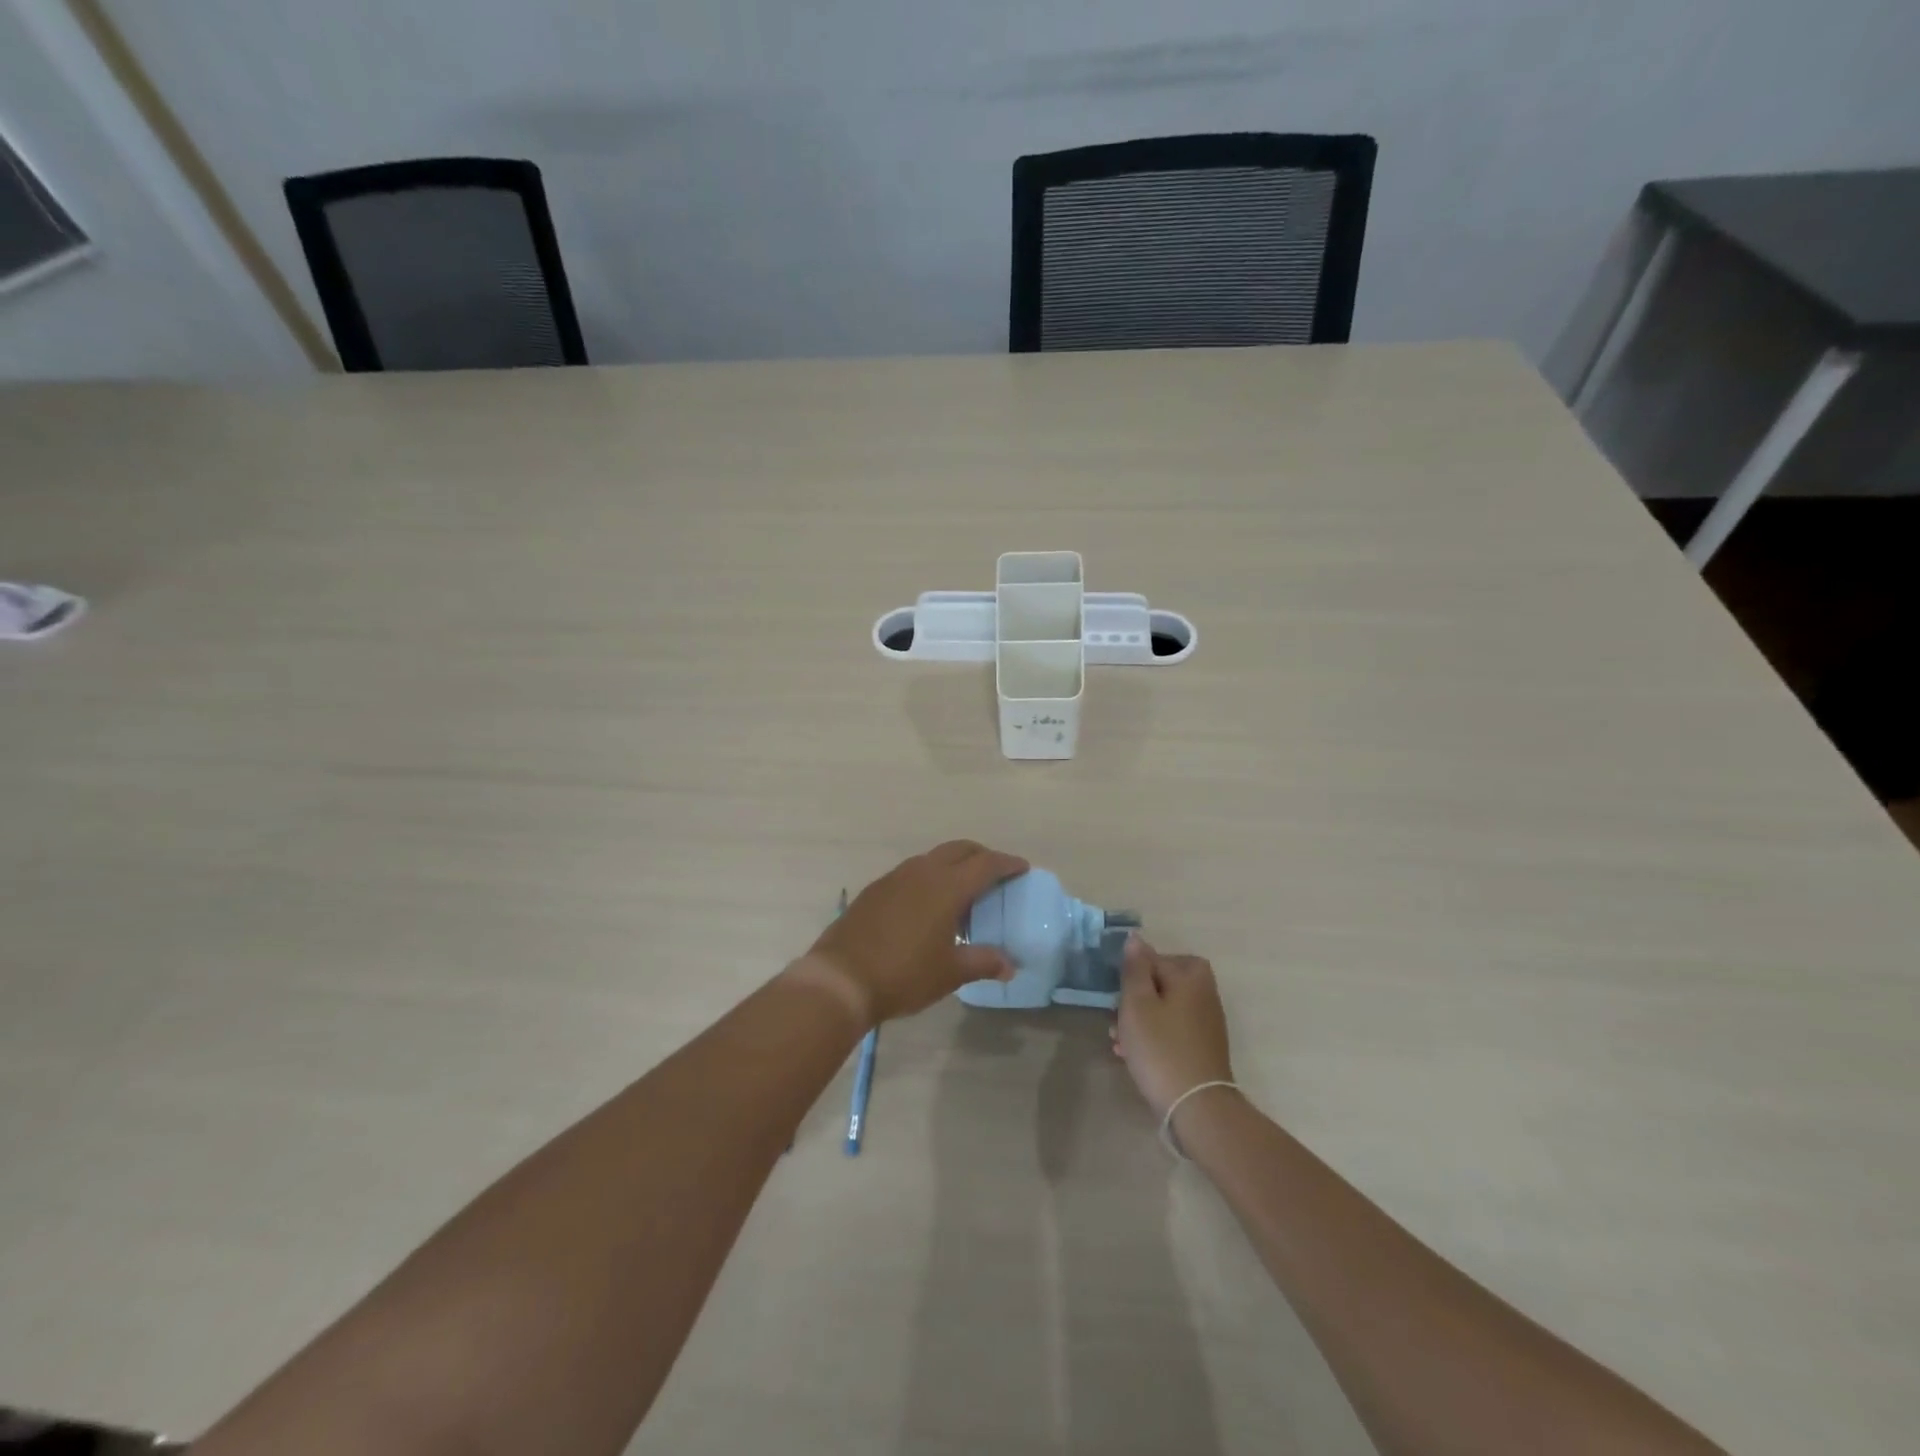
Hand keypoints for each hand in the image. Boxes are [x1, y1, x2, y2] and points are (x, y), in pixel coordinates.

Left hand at [806, 840, 1028, 1024]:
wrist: (841, 978)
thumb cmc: (904, 975)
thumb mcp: (949, 973)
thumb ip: (983, 962)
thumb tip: (1009, 965)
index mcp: (947, 887)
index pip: (986, 864)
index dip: (1007, 863)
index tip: (1022, 867)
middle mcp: (922, 872)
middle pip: (959, 849)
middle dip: (981, 855)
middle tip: (995, 873)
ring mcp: (895, 877)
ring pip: (933, 858)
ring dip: (953, 865)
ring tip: (962, 891)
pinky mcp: (876, 889)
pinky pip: (911, 872)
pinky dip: (929, 877)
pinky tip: (927, 904)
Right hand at [1111, 937, 1234, 1118]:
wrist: (1197, 1107)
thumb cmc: (1161, 1048)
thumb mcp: (1138, 1003)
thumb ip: (1135, 968)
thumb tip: (1136, 938)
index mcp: (1190, 976)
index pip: (1152, 958)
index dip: (1130, 974)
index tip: (1115, 994)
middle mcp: (1203, 993)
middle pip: (1160, 982)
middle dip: (1134, 997)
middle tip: (1116, 1016)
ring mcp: (1206, 1022)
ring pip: (1164, 1007)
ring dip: (1140, 1019)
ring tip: (1118, 1040)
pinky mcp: (1203, 1047)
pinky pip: (1172, 1029)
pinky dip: (1153, 1036)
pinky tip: (1133, 1055)